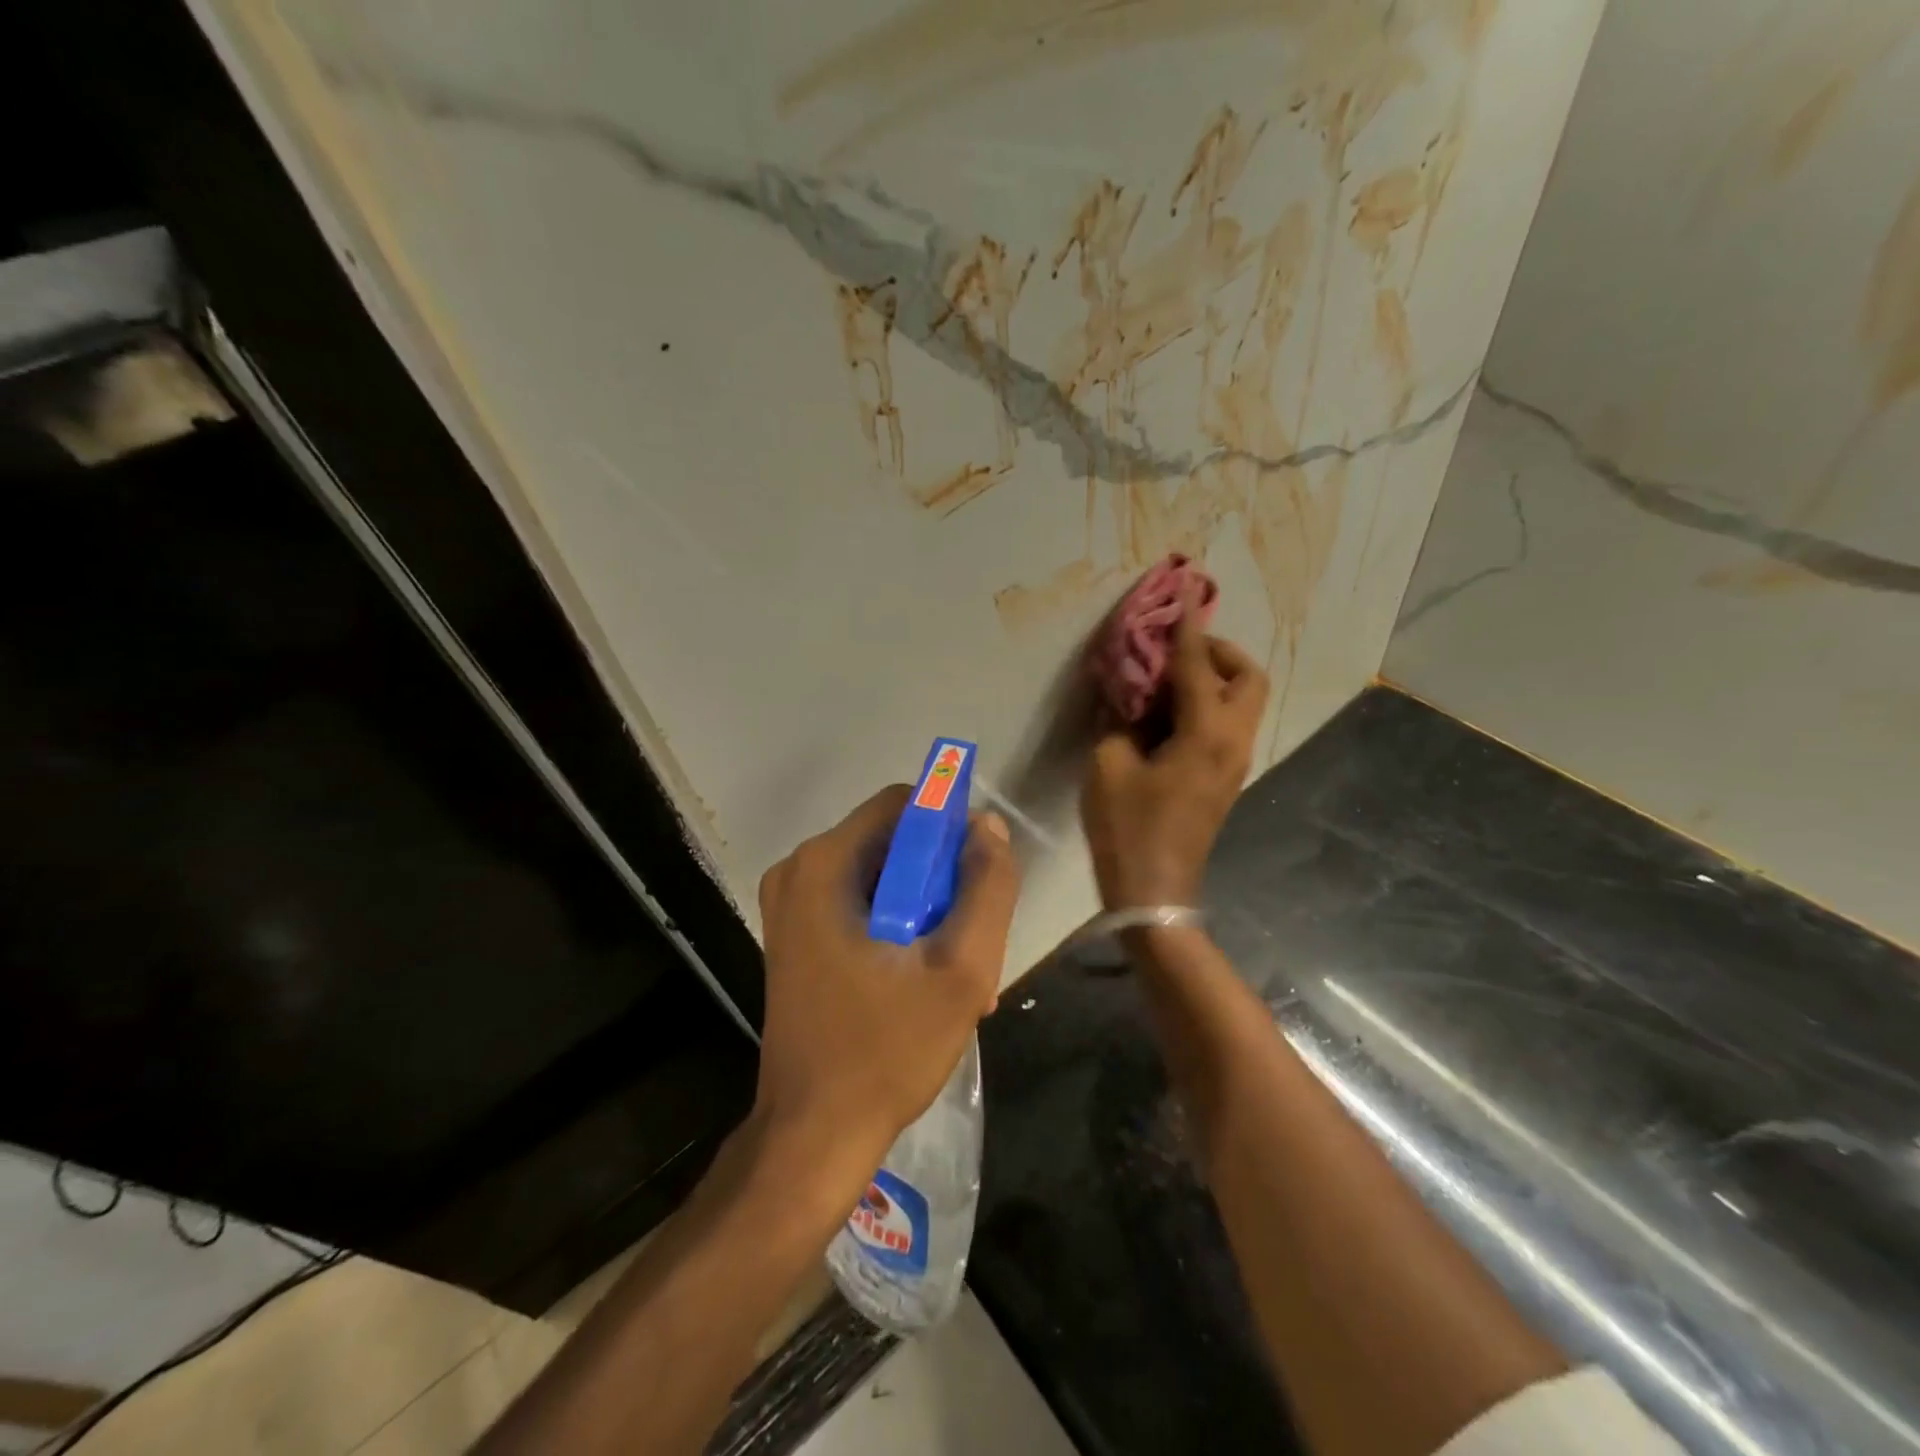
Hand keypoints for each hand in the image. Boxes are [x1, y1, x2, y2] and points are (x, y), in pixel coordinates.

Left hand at [754, 786, 1020, 1186]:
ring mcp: (791, 905)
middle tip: (968, 939)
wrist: (812, 1135)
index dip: (951, 829)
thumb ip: (986, 888)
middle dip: (940, 881)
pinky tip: (923, 981)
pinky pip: (861, 905)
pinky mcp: (795, 936)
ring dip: (925, 911)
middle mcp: (799, 871)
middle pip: (893, 842)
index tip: (978, 879)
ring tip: (952, 971)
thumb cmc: (886, 1050)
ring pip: (882, 876)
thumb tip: (988, 826)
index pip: (904, 803)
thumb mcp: (960, 969)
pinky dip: (898, 928)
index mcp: (825, 864)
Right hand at [1082, 611, 1268, 908]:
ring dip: (1214, 678)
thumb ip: (1118, 717)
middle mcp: (1233, 741)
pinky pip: (1228, 724)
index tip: (1184, 590)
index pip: (1198, 665)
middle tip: (1176, 653)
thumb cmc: (1127, 827)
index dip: (1186, 628)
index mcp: (1206, 733)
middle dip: (1218, 652)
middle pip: (1248, 677)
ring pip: (1243, 702)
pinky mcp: (1225, 778)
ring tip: (1167, 680)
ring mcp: (1235, 762)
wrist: (1155, 891)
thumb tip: (1125, 690)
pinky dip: (1208, 705)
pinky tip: (1168, 715)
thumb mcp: (1108, 765)